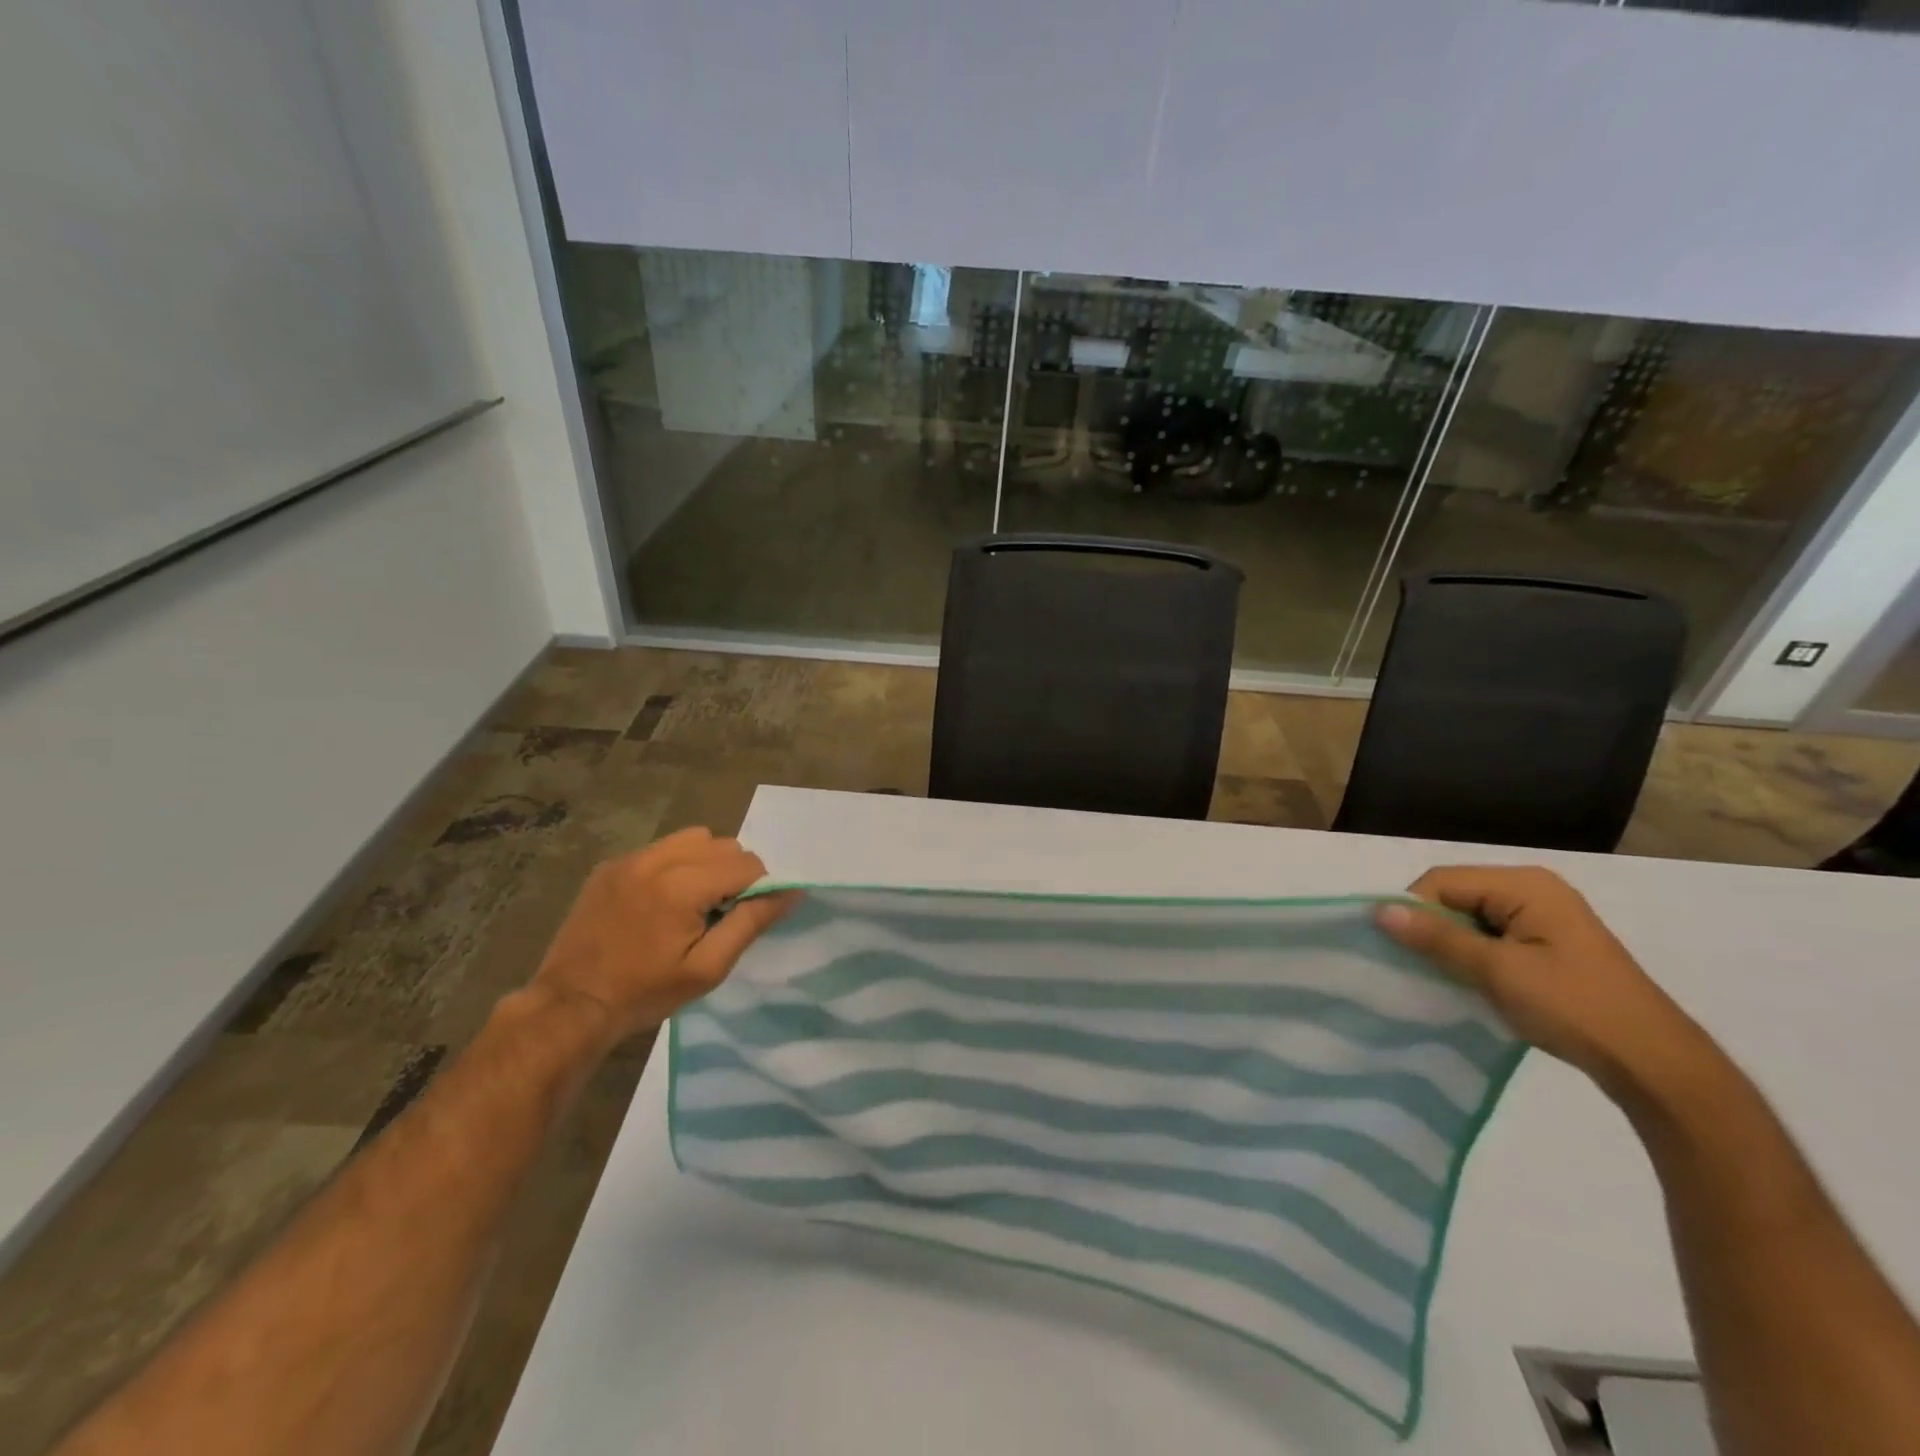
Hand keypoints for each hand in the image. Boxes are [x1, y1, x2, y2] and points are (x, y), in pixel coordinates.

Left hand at [531, 827, 793, 1044]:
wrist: (571, 1006)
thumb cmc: (645, 993)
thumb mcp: (708, 968)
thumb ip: (751, 923)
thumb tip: (792, 892)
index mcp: (682, 886)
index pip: (747, 863)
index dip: (758, 889)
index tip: (741, 919)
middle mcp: (656, 860)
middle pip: (723, 844)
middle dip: (733, 874)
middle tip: (718, 914)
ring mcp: (629, 859)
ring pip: (693, 838)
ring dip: (706, 862)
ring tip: (692, 902)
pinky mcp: (610, 865)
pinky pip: (661, 849)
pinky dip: (675, 865)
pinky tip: (660, 901)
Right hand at [1375, 865, 1709, 1102]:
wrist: (1655, 1065)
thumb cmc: (1574, 1007)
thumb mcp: (1498, 971)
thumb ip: (1437, 938)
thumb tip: (1379, 910)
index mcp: (1524, 885)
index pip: (1442, 882)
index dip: (1413, 910)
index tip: (1399, 950)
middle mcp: (1532, 891)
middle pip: (1454, 897)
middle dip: (1431, 929)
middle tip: (1417, 967)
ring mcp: (1543, 919)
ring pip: (1470, 920)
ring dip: (1450, 947)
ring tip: (1440, 978)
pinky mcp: (1547, 947)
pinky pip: (1490, 938)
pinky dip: (1472, 957)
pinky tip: (1469, 984)